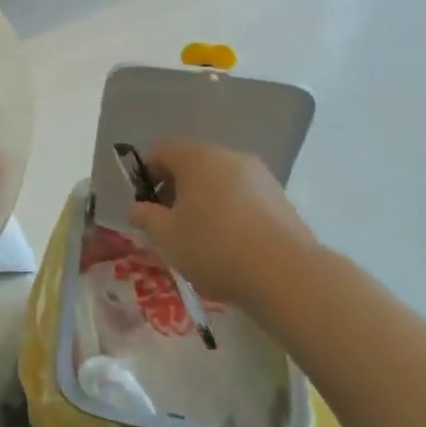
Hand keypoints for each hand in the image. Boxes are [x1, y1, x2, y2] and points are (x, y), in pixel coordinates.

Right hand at [127, 142, 318, 307]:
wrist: (287, 274)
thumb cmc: (215, 248)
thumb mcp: (167, 237)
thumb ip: (146, 217)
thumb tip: (138, 208)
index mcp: (197, 158)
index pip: (161, 151)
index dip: (147, 175)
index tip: (147, 205)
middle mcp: (229, 157)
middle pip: (193, 163)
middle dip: (177, 188)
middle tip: (171, 222)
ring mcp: (259, 176)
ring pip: (220, 179)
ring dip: (205, 199)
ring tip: (203, 236)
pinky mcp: (280, 197)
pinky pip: (244, 195)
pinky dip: (231, 210)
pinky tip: (232, 242)